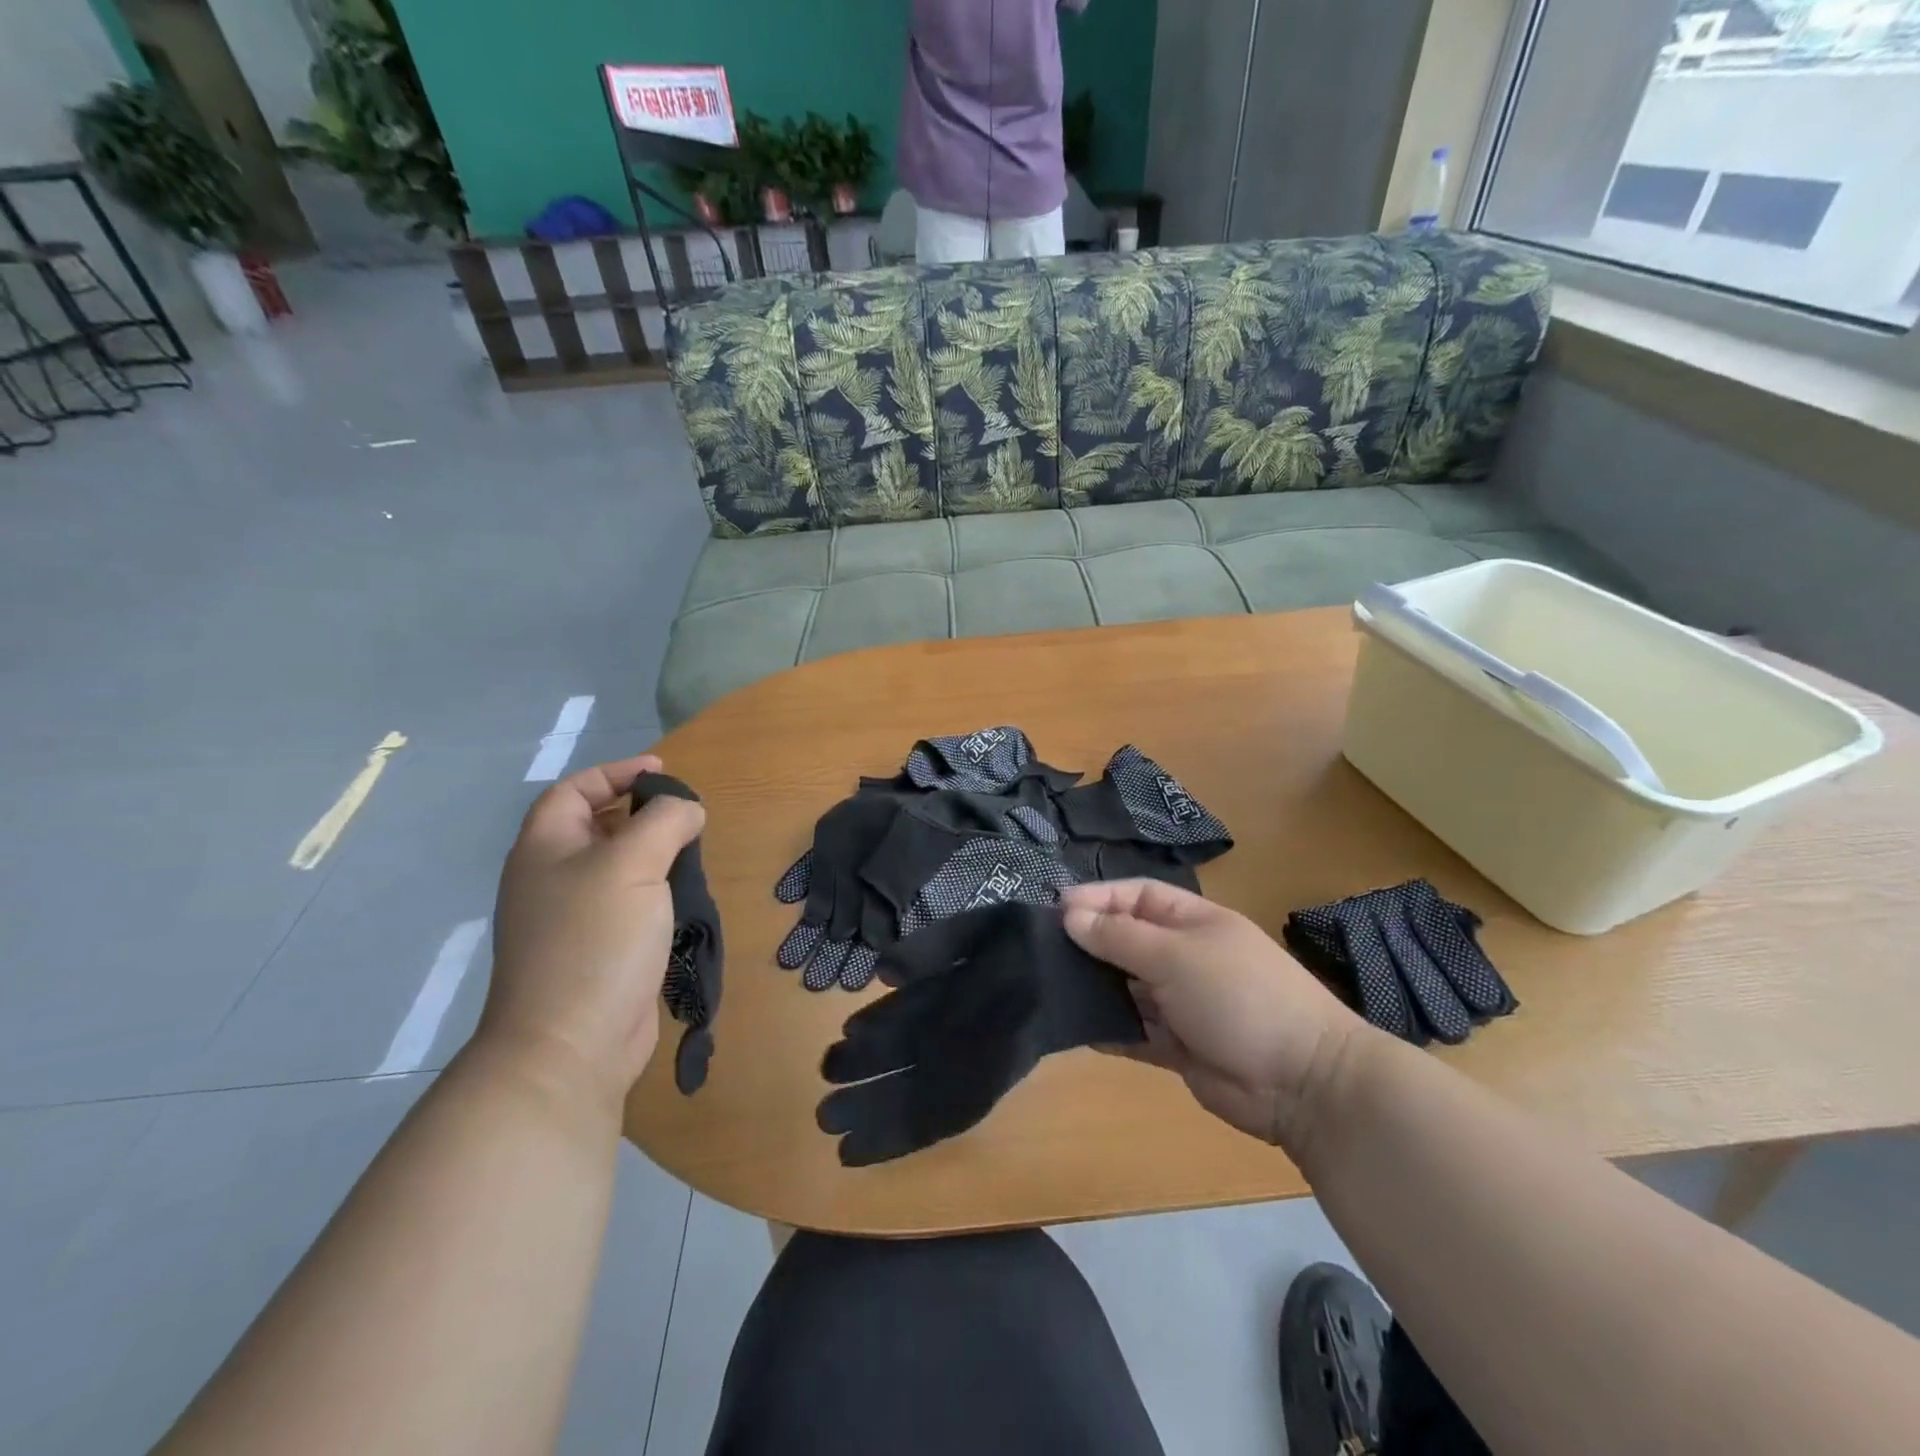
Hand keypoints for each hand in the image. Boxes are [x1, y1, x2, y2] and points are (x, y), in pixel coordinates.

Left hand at [482, 755, 705, 1112]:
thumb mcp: (633, 864)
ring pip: (618, 869)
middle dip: (642, 815)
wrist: (570, 1046)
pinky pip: (629, 906)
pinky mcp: (598, 953)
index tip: (664, 773)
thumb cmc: (595, 940)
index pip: (575, 791)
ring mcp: (572, 920)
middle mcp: (552, 879)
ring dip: (656, 857)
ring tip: (693, 858)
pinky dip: (657, 895)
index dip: (616, 773)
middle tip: (687, 817)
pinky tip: (685, 903)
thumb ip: (665, 821)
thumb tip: (688, 809)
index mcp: (545, 849)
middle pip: (597, 828)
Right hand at [1061, 880, 1363, 1153]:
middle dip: (1089, 942)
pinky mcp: (1176, 1046)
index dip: (1098, 898)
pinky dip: (1107, 1030)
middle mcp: (1183, 956)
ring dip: (1093, 987)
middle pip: (1126, 940)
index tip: (1055, 908)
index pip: (1137, 896)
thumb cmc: (1239, 995)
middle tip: (1042, 950)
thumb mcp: (1175, 955)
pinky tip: (1074, 1028)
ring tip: (1048, 986)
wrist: (1303, 1082)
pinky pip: (1132, 1031)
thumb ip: (1120, 937)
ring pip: (1125, 987)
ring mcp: (1180, 1003)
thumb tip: (1070, 916)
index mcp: (1192, 922)